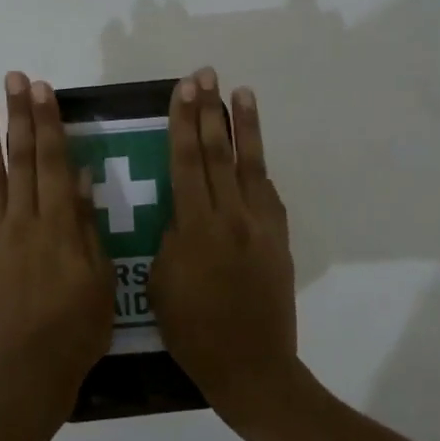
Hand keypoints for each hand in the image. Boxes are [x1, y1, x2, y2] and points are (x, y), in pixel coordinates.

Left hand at [0, 71, 113, 424]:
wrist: (25, 375)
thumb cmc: (77, 330)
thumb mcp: (100, 279)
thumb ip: (86, 225)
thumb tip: (77, 178)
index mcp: (56, 225)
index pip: (50, 161)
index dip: (46, 122)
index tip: (40, 89)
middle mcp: (21, 222)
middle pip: (19, 159)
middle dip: (17, 116)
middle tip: (12, 79)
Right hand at [152, 67, 300, 428]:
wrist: (251, 365)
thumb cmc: (193, 331)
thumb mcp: (161, 283)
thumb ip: (172, 238)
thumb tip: (181, 213)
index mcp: (195, 226)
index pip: (186, 161)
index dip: (183, 121)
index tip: (183, 89)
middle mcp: (230, 215)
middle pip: (217, 152)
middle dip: (210, 110)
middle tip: (206, 75)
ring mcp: (260, 225)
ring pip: (249, 164)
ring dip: (244, 126)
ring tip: (241, 92)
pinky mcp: (278, 239)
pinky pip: (268, 193)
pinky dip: (259, 167)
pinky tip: (254, 151)